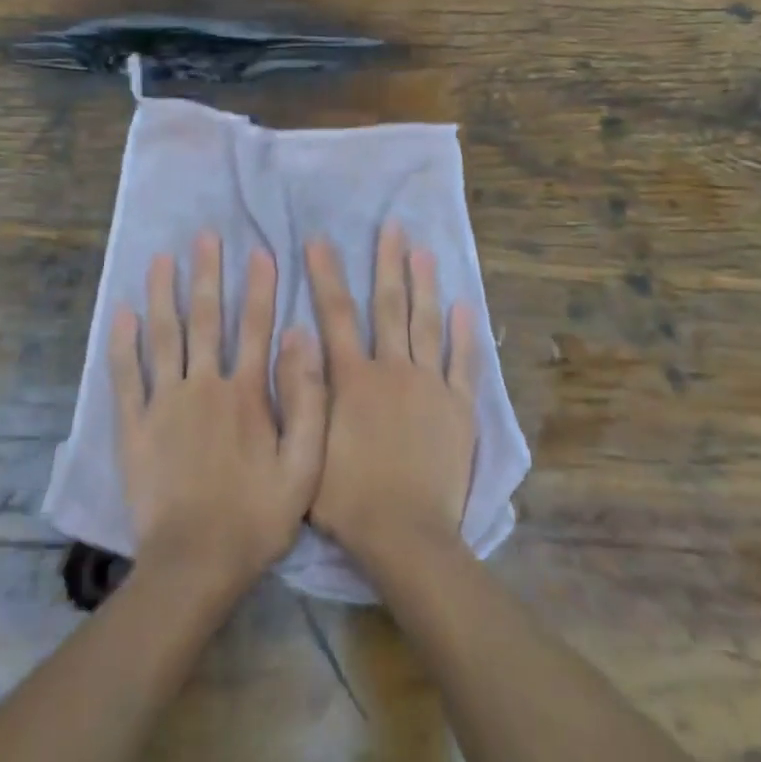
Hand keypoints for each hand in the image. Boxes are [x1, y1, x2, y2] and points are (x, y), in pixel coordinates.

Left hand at [111, 230, 326, 597]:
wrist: (195, 563)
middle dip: (206, 275)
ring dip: (163, 294)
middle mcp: (203, 387)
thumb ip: (307, 399)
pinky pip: (125, 376)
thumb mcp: (304, 466)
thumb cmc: (256, 517)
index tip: (260, 251)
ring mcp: (163, 404)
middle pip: (205, 320)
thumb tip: (302, 339)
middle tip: (205, 236)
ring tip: (162, 258)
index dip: (260, 288)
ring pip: (163, 337)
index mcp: (246, 394)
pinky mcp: (133, 427)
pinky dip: (122, 343)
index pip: (256, 328)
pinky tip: (121, 313)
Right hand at [305, 222, 478, 567]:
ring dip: (425, 285)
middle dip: (388, 264)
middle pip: (389, 306)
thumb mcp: (306, 446)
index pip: (336, 314)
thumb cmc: (347, 498)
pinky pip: (464, 362)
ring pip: (427, 324)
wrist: (405, 534)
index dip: (326, 275)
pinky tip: (465, 307)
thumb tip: (295, 341)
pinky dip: (465, 334)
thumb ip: (301, 393)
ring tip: (425, 251)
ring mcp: (430, 385)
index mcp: (352, 378)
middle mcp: (392, 369)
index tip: (320, 241)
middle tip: (392, 227)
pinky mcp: (459, 406)